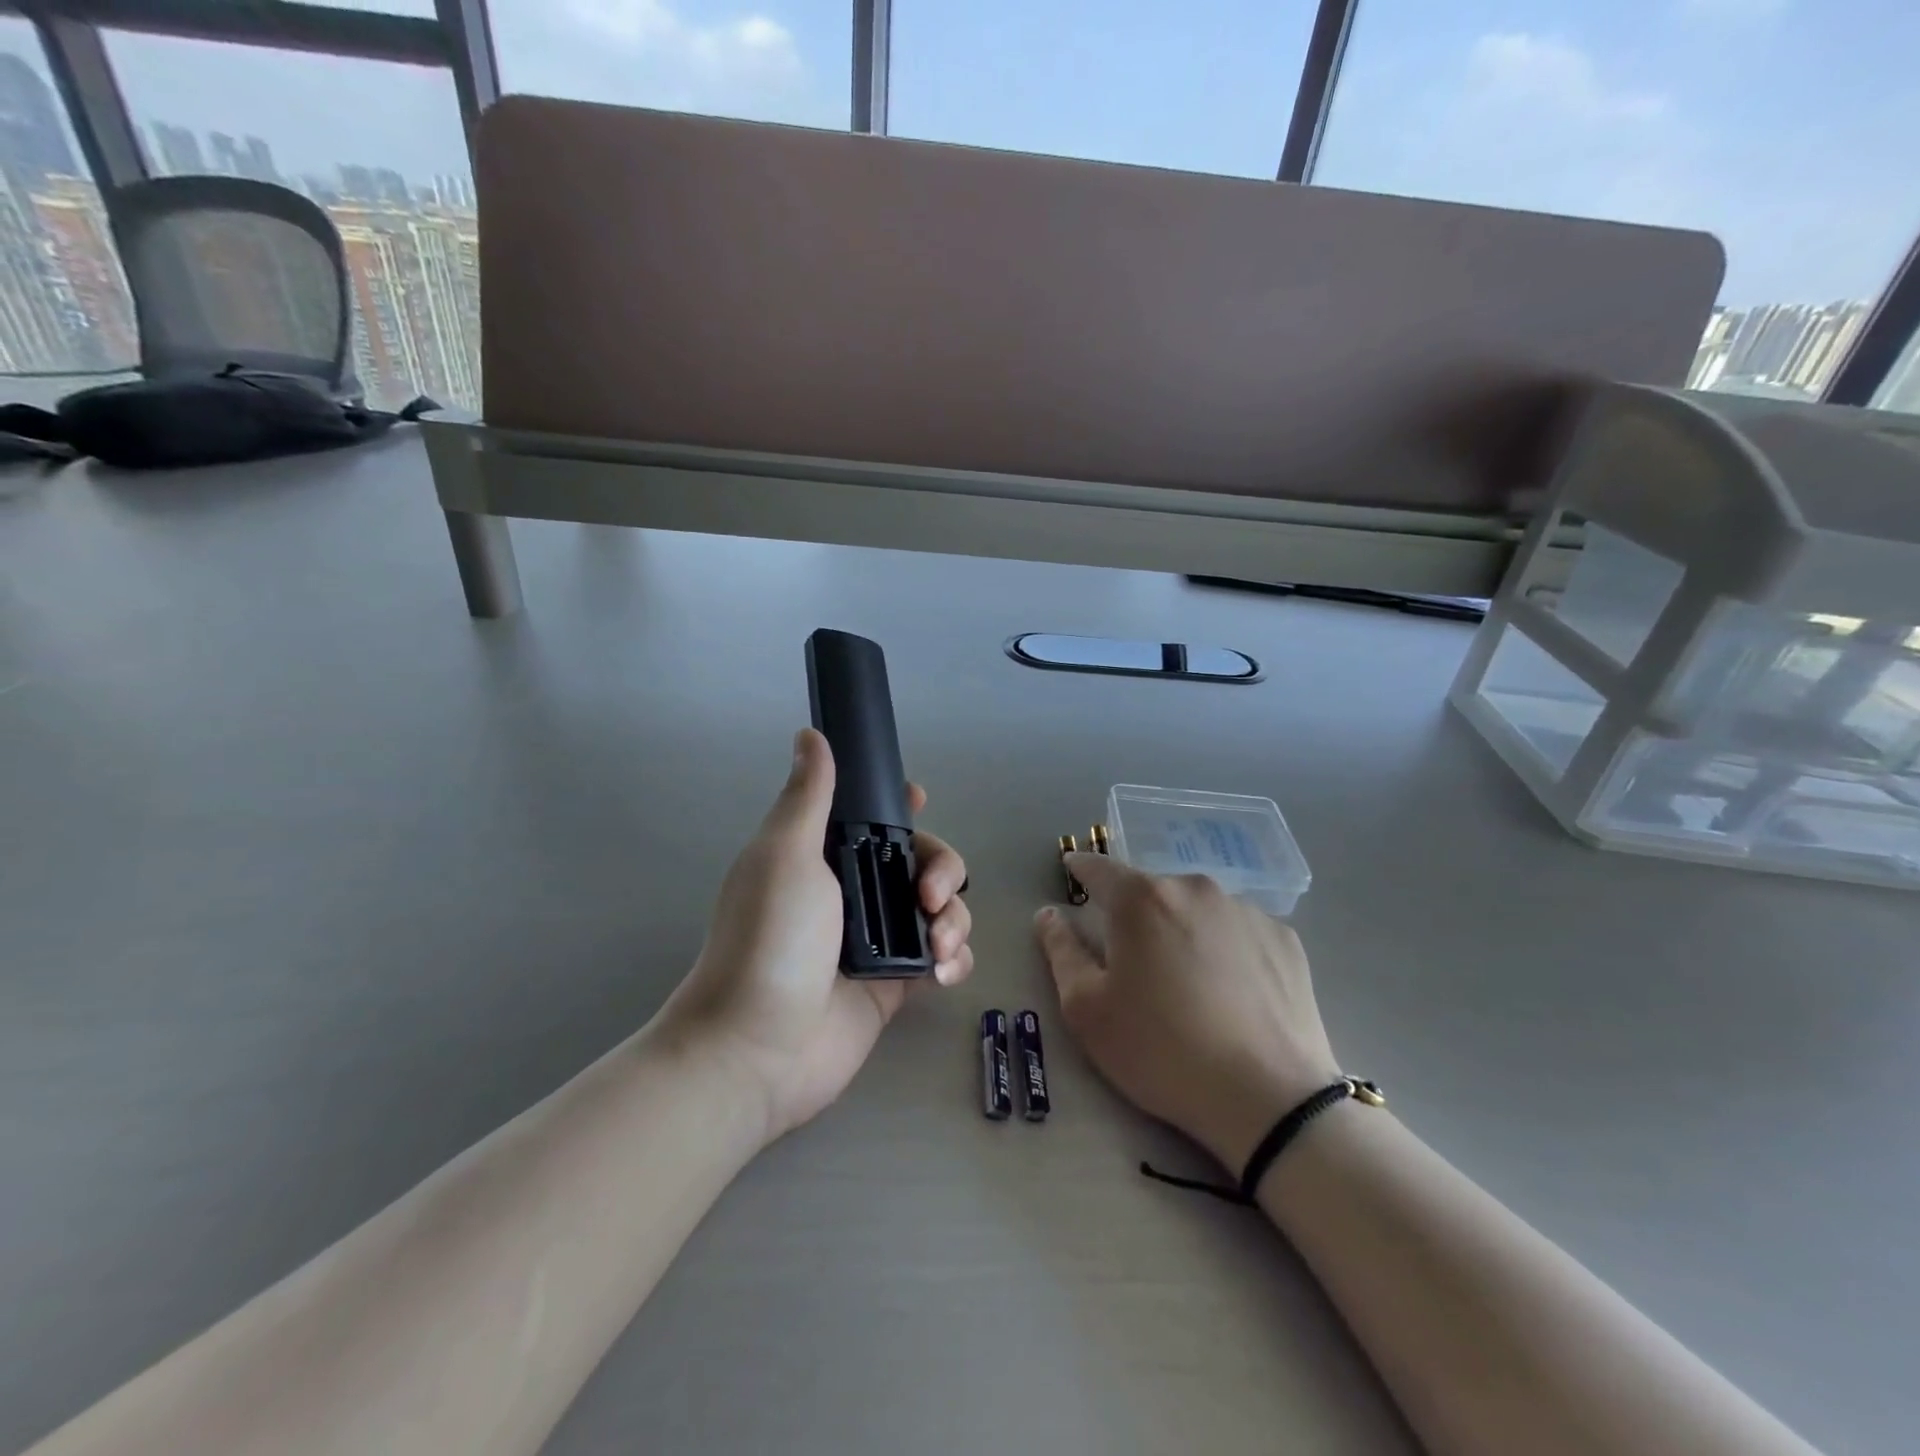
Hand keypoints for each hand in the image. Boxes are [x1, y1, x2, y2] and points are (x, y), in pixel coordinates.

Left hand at [662, 729, 973, 1144]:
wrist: (758, 1047)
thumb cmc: (770, 939)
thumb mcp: (786, 855)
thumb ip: (808, 796)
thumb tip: (811, 734)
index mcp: (826, 857)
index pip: (873, 818)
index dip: (902, 806)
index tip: (921, 801)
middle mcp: (855, 893)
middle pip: (922, 861)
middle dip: (943, 869)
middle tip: (931, 894)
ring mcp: (879, 940)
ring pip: (941, 908)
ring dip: (954, 918)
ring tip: (938, 947)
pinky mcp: (897, 983)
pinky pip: (944, 957)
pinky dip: (955, 959)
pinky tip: (943, 973)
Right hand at [1034, 855, 1339, 1172]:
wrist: (1270, 1101)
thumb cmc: (1161, 1052)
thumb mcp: (1087, 1010)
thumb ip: (1061, 951)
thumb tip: (1049, 914)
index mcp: (1141, 898)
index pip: (1098, 868)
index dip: (1080, 870)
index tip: (1073, 874)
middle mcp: (1194, 888)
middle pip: (1150, 890)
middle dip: (1135, 914)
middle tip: (1135, 961)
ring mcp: (1246, 910)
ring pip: (1196, 909)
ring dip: (1182, 929)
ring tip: (1188, 983)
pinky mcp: (1284, 938)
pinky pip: (1238, 930)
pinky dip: (1225, 948)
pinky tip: (1231, 992)